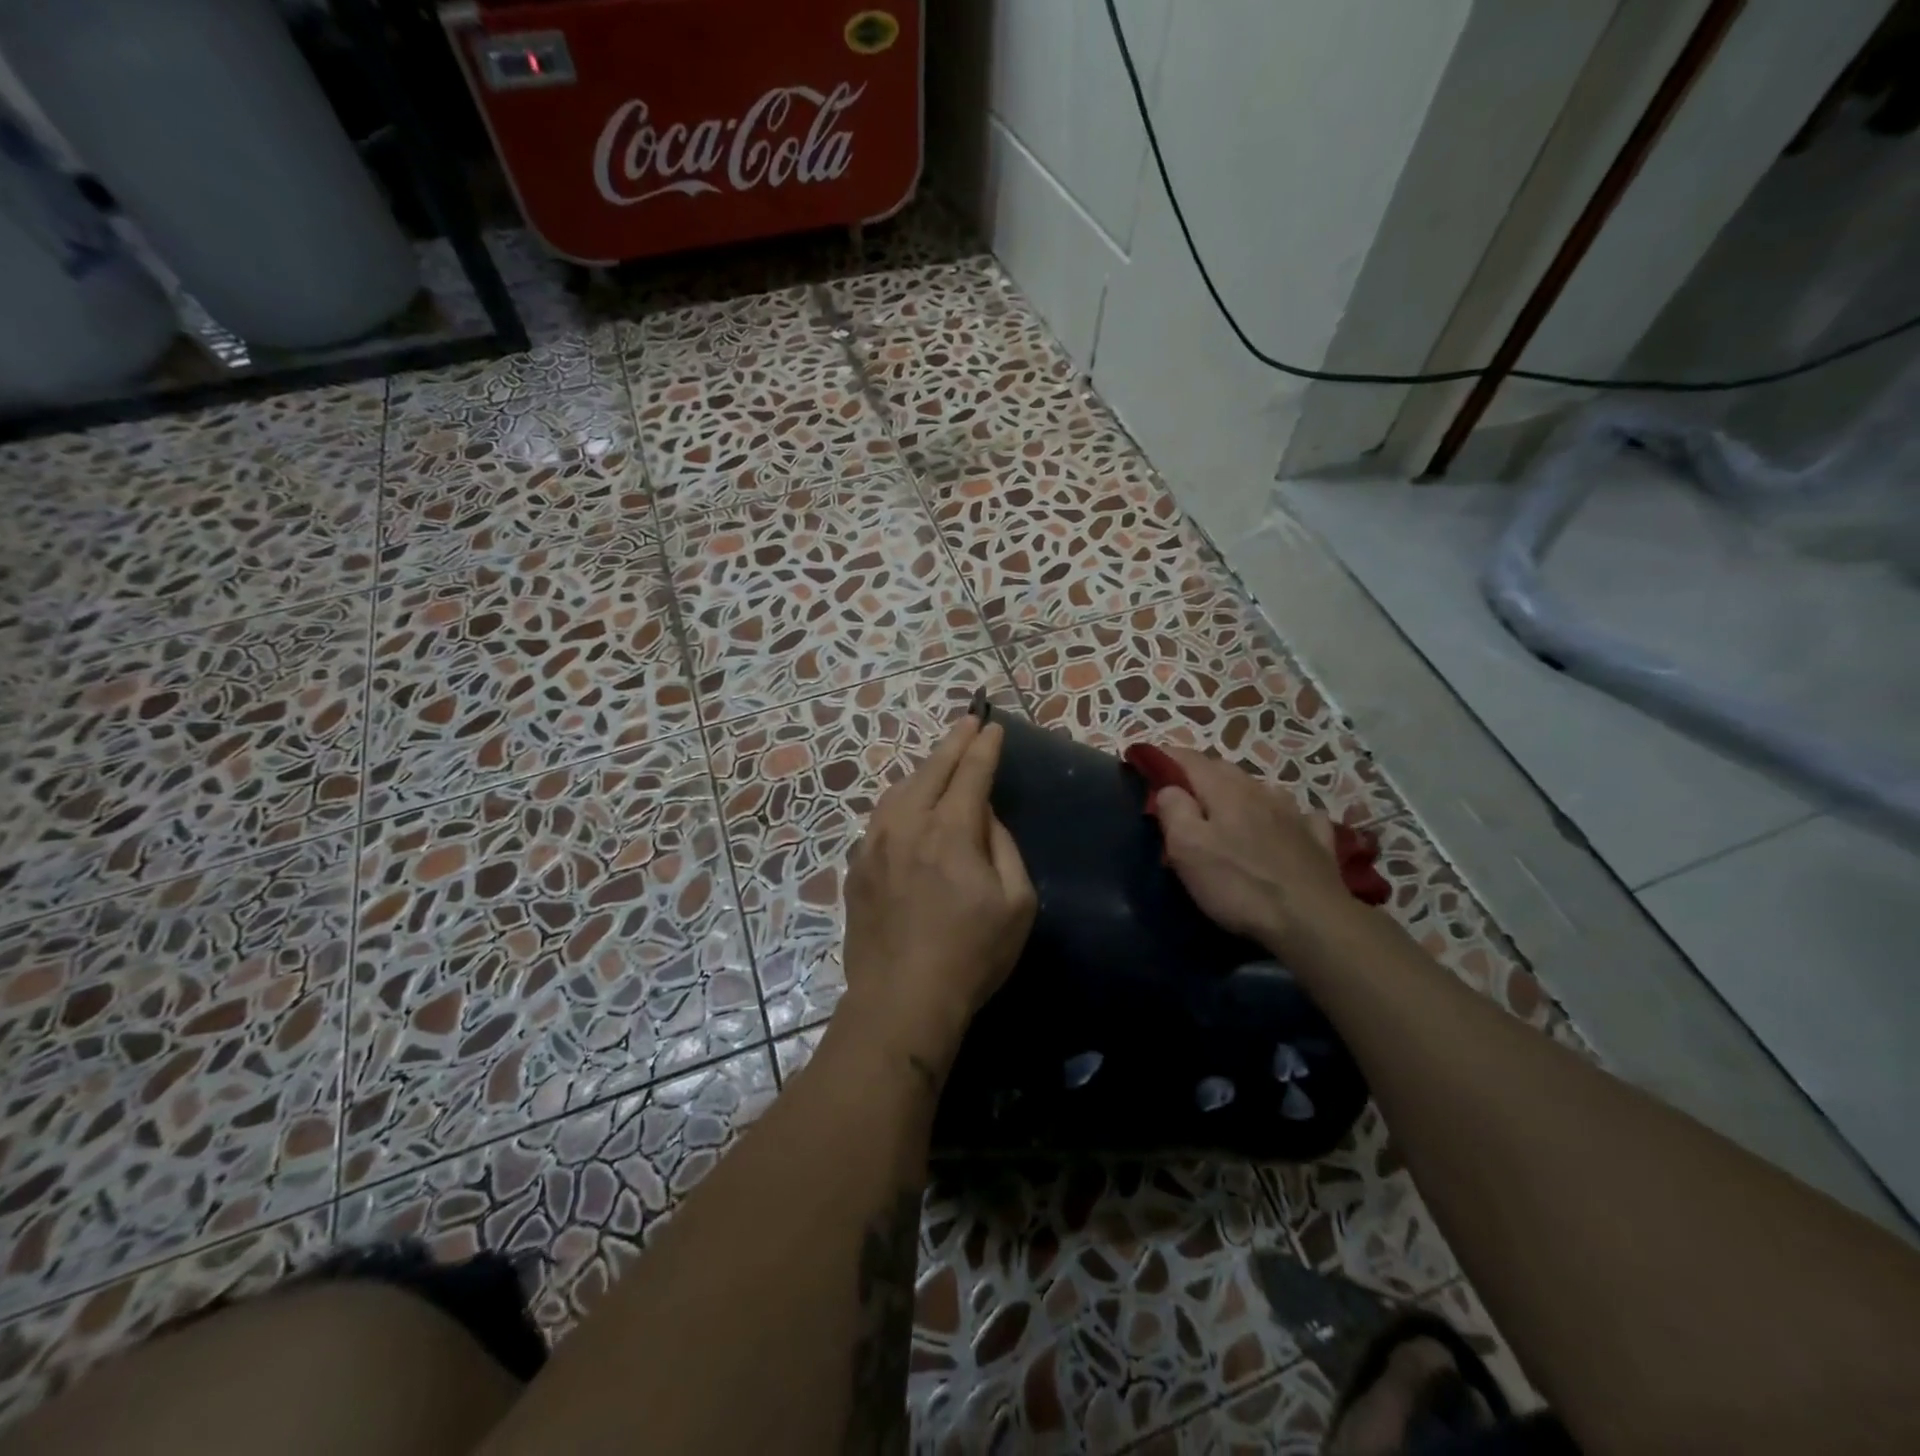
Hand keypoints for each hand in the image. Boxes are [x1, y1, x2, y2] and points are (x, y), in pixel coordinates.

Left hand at [839, 715, 1037, 1082]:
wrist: (900, 998)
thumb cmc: (971, 954)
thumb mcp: (1016, 902)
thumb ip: (1003, 847)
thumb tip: (984, 817)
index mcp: (950, 830)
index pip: (971, 773)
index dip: (984, 746)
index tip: (993, 726)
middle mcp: (907, 825)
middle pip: (931, 770)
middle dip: (954, 742)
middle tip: (968, 723)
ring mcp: (874, 844)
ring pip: (899, 789)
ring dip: (923, 769)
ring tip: (940, 760)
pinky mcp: (856, 867)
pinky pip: (880, 818)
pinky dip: (900, 800)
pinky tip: (906, 805)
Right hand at [1152, 748, 1353, 953]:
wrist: (1313, 921)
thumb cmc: (1239, 884)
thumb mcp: (1187, 849)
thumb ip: (1174, 811)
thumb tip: (1169, 788)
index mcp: (1224, 790)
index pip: (1189, 759)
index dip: (1165, 756)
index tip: (1145, 758)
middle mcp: (1260, 791)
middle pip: (1224, 770)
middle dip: (1199, 773)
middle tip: (1181, 790)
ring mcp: (1294, 813)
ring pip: (1260, 789)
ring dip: (1239, 792)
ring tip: (1228, 809)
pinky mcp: (1317, 839)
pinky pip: (1298, 816)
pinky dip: (1283, 815)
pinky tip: (1284, 827)